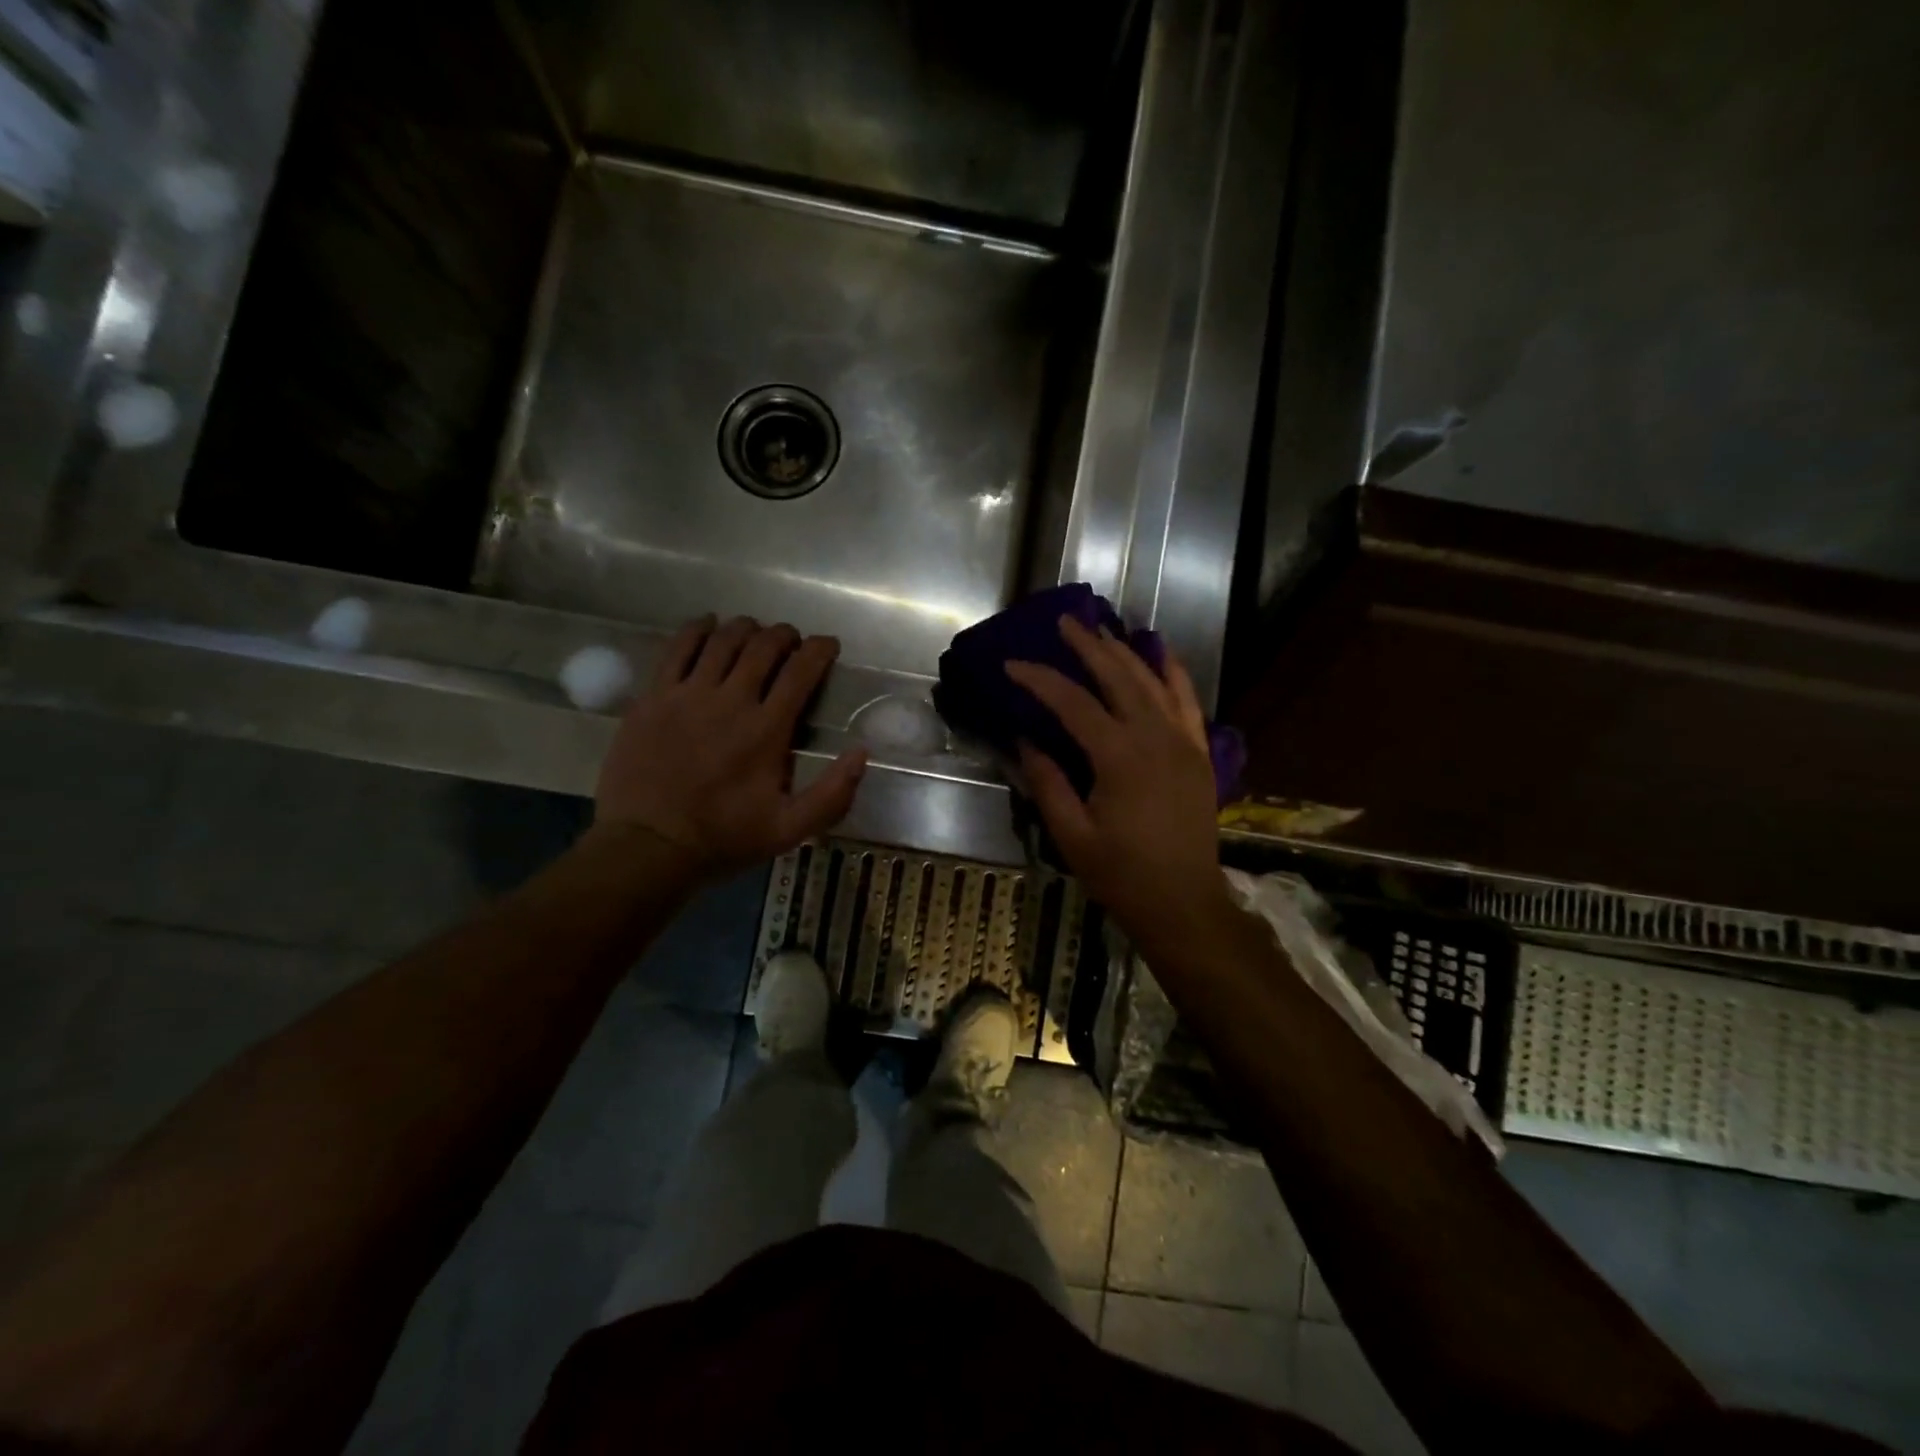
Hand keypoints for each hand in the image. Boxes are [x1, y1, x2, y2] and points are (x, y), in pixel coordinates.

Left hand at [593, 615, 867, 880]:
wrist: (647, 846)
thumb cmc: (723, 838)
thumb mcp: (790, 829)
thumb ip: (832, 793)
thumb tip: (862, 752)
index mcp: (766, 730)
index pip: (801, 671)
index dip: (820, 649)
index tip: (828, 645)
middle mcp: (730, 700)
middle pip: (763, 646)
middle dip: (785, 636)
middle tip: (792, 643)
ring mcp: (687, 694)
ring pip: (723, 640)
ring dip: (746, 629)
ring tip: (755, 634)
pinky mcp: (653, 696)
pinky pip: (678, 647)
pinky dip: (698, 629)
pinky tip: (708, 626)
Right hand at [1007, 617, 1228, 944]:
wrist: (1184, 903)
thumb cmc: (1122, 875)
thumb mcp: (1071, 835)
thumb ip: (1047, 783)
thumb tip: (1025, 741)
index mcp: (1119, 758)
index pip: (1073, 704)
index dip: (1040, 680)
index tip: (1013, 664)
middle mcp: (1155, 738)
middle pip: (1118, 678)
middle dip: (1089, 648)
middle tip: (1065, 623)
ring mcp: (1183, 743)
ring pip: (1154, 683)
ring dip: (1127, 653)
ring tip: (1103, 632)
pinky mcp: (1199, 754)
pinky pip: (1189, 703)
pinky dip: (1175, 674)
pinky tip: (1162, 654)